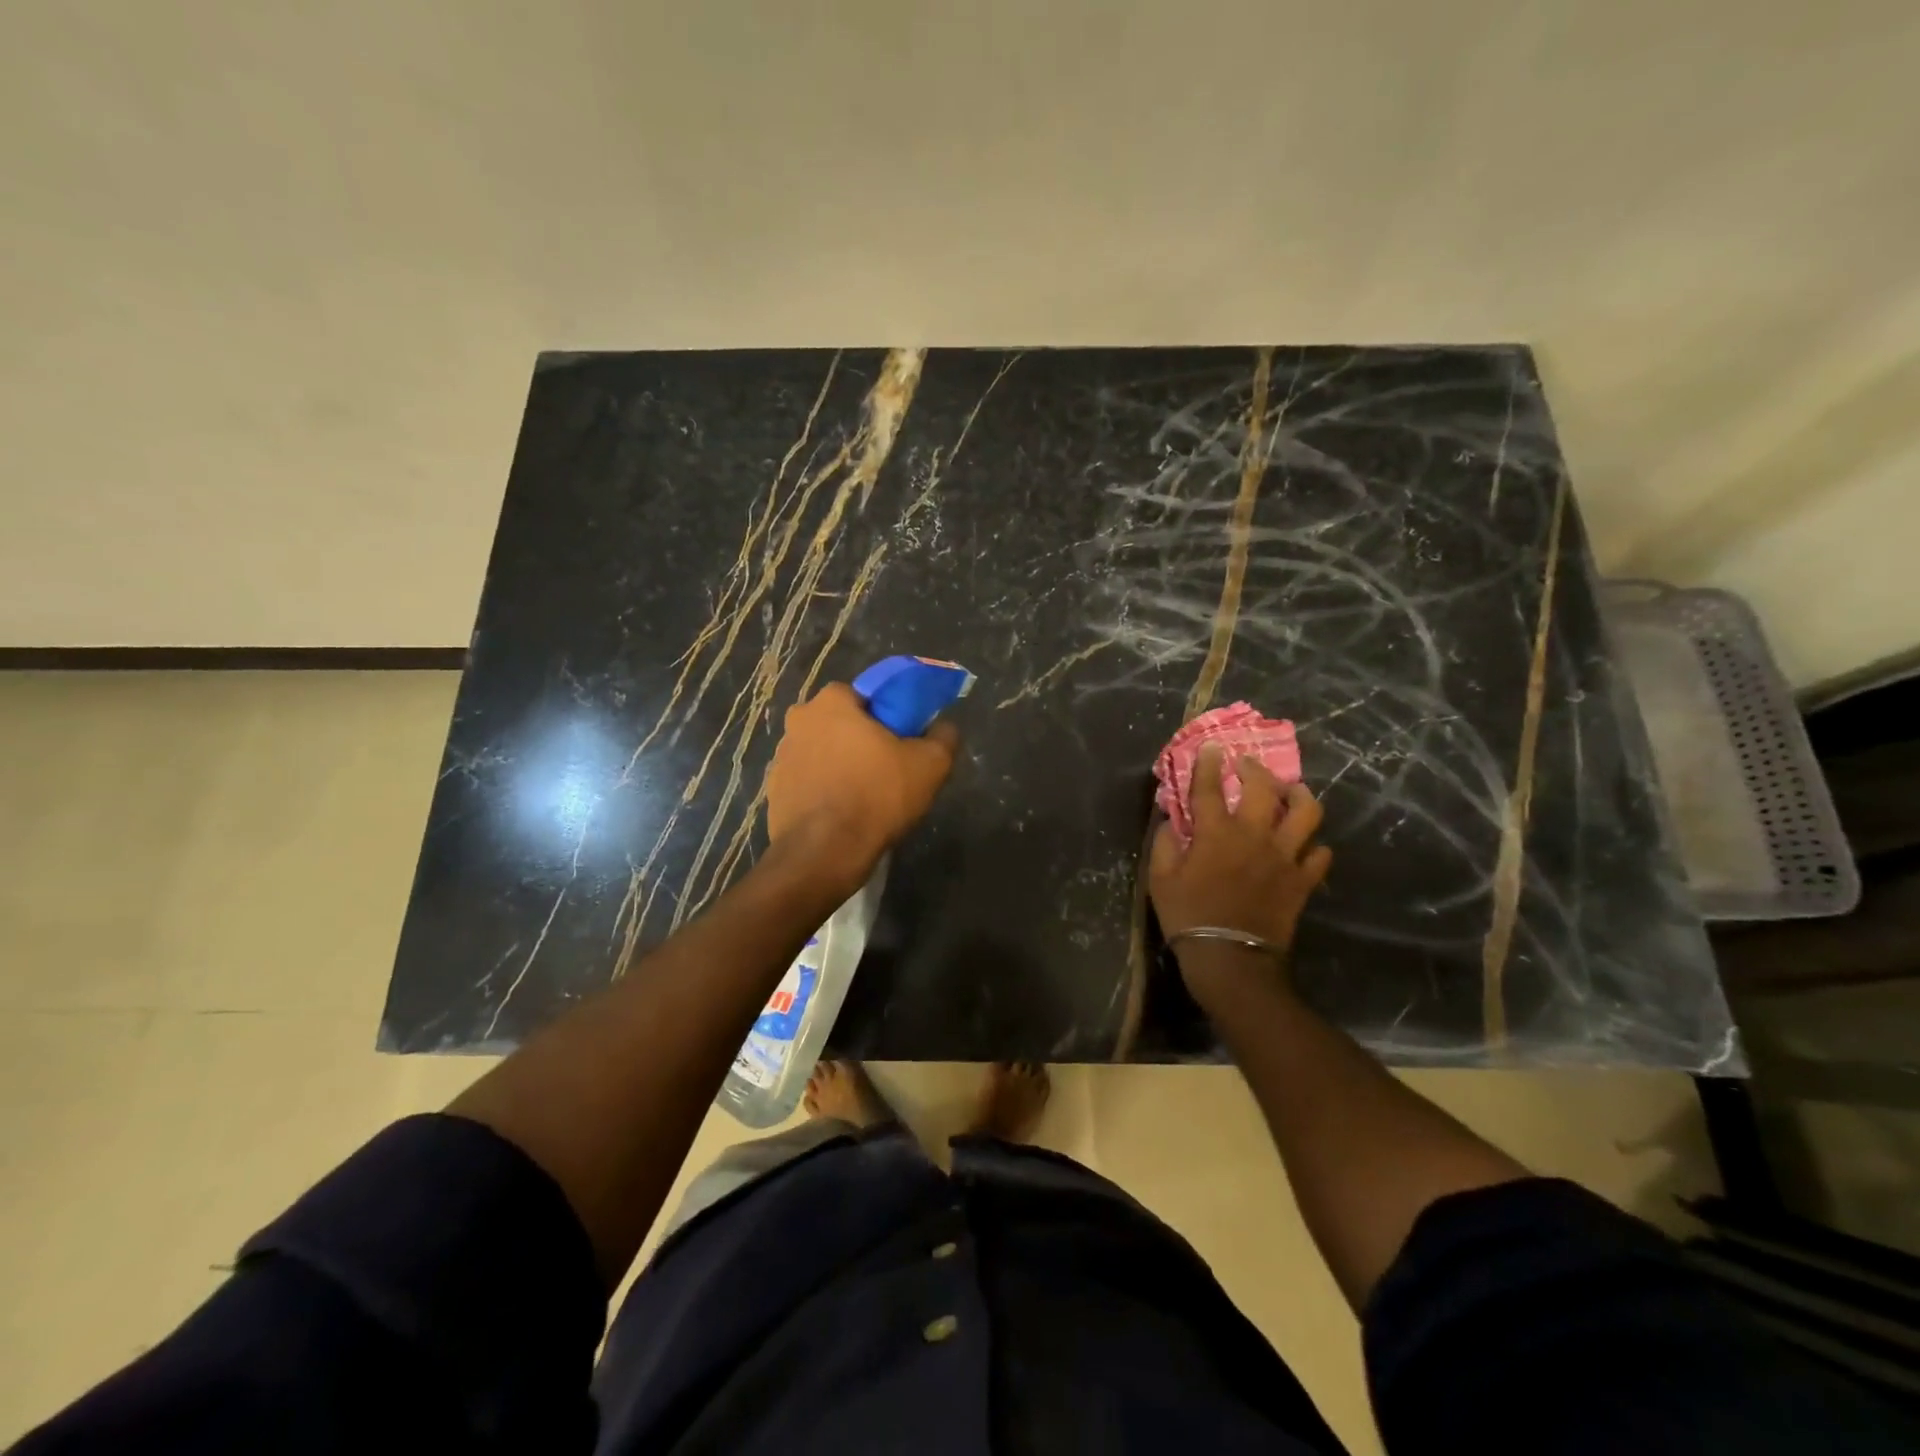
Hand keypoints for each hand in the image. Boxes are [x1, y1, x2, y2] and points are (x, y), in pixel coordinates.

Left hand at [766, 683, 959, 888]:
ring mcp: (781, 756)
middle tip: (887, 768)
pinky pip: (808, 781)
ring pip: (823, 751)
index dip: (887, 716)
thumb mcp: (930, 765)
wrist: (824, 854)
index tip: (902, 741)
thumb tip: (944, 728)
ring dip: (840, 764)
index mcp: (832, 702)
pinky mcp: (773, 789)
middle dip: (861, 739)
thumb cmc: (877, 796)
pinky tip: (843, 813)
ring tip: (865, 796)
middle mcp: (799, 720)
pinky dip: (824, 790)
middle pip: (841, 723)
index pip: (865, 695)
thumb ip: (943, 737)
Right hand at [1148, 745, 1331, 1007]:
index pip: (1210, 788)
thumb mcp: (1160, 879)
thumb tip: (1171, 822)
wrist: (1231, 959)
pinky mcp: (1302, 881)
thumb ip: (1165, 844)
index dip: (1209, 764)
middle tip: (1248, 765)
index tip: (1213, 747)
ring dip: (1300, 796)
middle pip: (1263, 789)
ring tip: (1293, 792)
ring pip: (1306, 813)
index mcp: (1216, 833)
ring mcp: (1284, 857)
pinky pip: (1320, 855)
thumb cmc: (1188, 916)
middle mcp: (1253, 836)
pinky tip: (1304, 845)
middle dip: (1255, 769)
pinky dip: (1314, 846)